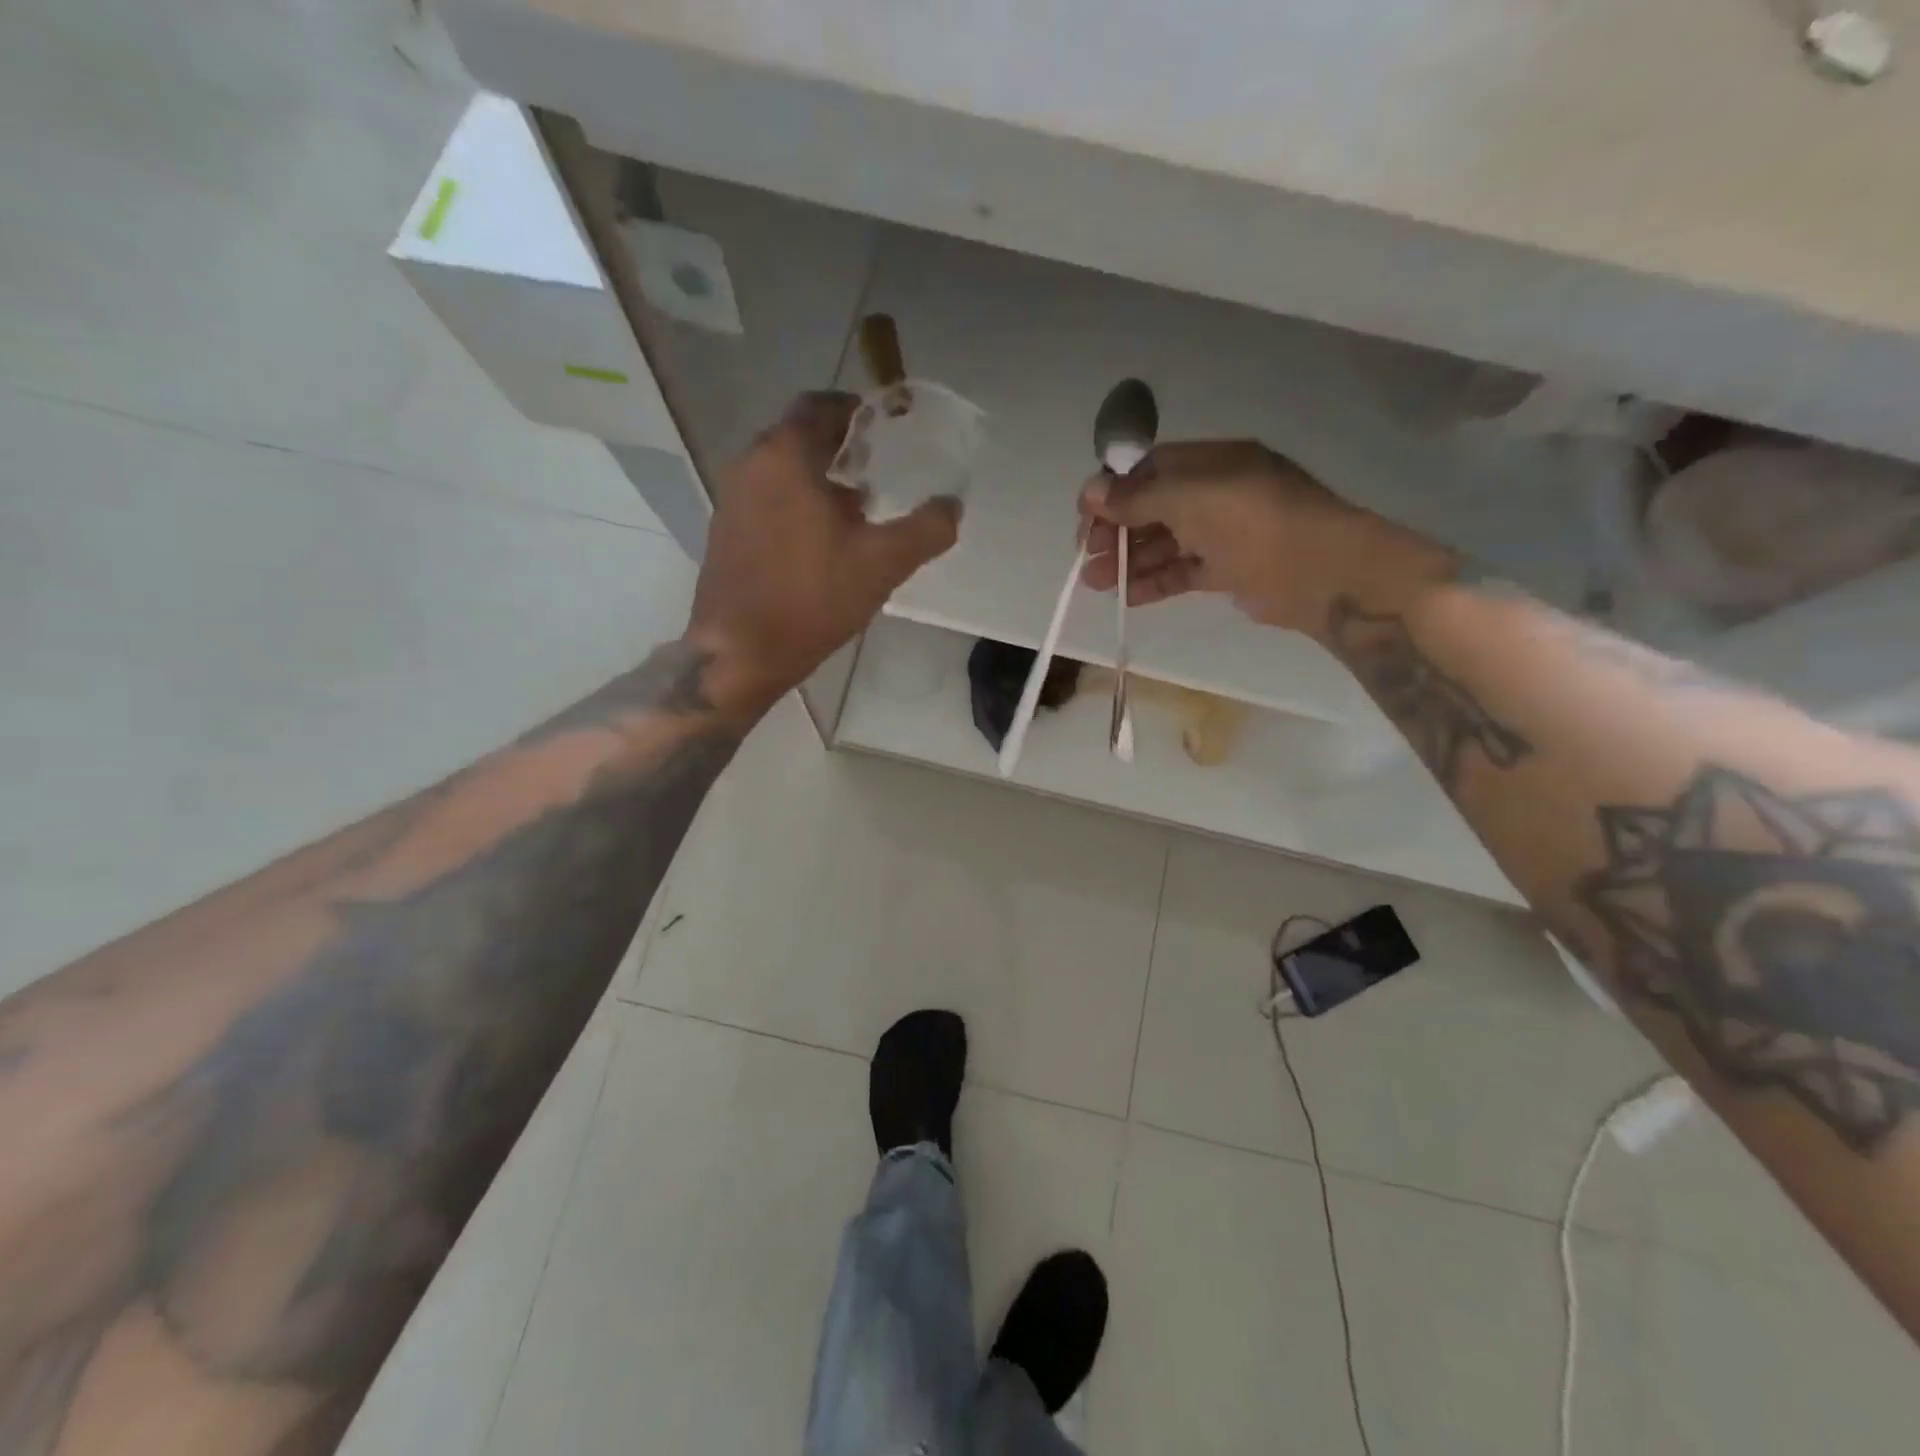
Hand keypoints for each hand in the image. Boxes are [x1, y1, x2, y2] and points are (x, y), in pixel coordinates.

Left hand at [688, 392, 959, 716]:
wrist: (741, 651)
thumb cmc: (813, 597)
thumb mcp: (884, 563)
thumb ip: (927, 529)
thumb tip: (952, 505)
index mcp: (786, 455)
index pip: (821, 405)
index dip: (857, 411)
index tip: (885, 431)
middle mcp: (751, 464)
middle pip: (801, 436)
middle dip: (841, 448)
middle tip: (878, 472)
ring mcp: (732, 498)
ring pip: (783, 469)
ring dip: (819, 478)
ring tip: (857, 512)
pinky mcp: (725, 530)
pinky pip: (767, 497)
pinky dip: (796, 502)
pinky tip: (821, 542)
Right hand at [1077, 440, 1450, 635]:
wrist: (1326, 574)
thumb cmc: (1259, 523)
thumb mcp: (1195, 499)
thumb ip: (1140, 497)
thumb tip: (1090, 490)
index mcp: (1212, 463)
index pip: (1151, 470)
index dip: (1115, 491)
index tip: (1087, 517)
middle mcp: (1217, 493)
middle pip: (1153, 508)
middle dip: (1117, 531)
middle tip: (1089, 556)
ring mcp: (1225, 533)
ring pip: (1165, 543)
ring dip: (1129, 560)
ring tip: (1096, 583)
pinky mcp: (1230, 570)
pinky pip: (1183, 571)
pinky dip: (1155, 582)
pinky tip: (1127, 597)